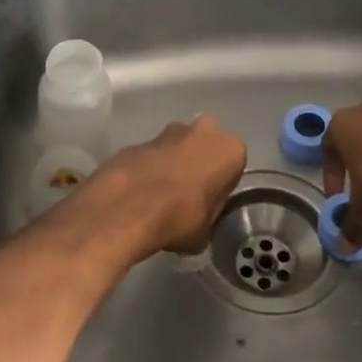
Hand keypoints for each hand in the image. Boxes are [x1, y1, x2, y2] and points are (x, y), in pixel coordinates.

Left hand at [84, 115, 246, 255]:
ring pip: (178, 147)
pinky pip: (153, 155)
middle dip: (198, 165)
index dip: (221, 186)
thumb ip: (209, 214)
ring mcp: (169, 130)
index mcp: (230, 149)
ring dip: (173, 164)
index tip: (209, 203)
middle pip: (206, 148)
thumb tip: (200, 215)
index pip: (234, 167)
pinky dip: (150, 168)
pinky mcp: (140, 139)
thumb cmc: (180, 217)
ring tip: (161, 195)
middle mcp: (204, 130)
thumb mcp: (206, 230)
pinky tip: (141, 193)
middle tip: (187, 195)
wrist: (128, 206)